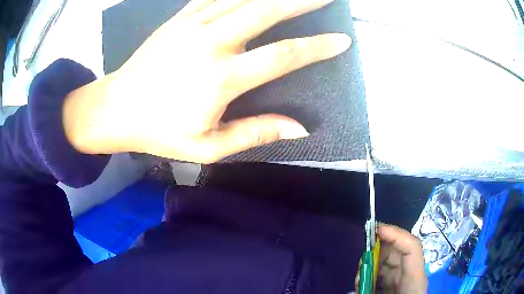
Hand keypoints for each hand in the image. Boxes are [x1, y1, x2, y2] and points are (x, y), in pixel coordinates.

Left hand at [63, 0, 350, 162]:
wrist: (116, 108)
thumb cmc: (158, 132)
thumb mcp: (207, 147)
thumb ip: (255, 133)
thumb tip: (300, 127)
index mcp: (220, 78)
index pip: (283, 56)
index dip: (317, 47)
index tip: (341, 41)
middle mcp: (211, 43)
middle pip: (267, 11)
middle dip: (302, 1)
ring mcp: (193, 25)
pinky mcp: (179, 19)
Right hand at [355, 224, 427, 293]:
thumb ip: (369, 292)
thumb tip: (352, 291)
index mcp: (415, 280)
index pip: (412, 248)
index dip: (396, 234)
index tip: (375, 230)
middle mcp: (409, 276)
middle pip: (397, 252)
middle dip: (377, 250)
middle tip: (361, 260)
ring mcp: (401, 281)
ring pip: (387, 262)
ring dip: (371, 264)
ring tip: (358, 278)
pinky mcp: (393, 287)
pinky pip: (382, 274)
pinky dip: (370, 275)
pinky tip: (361, 284)